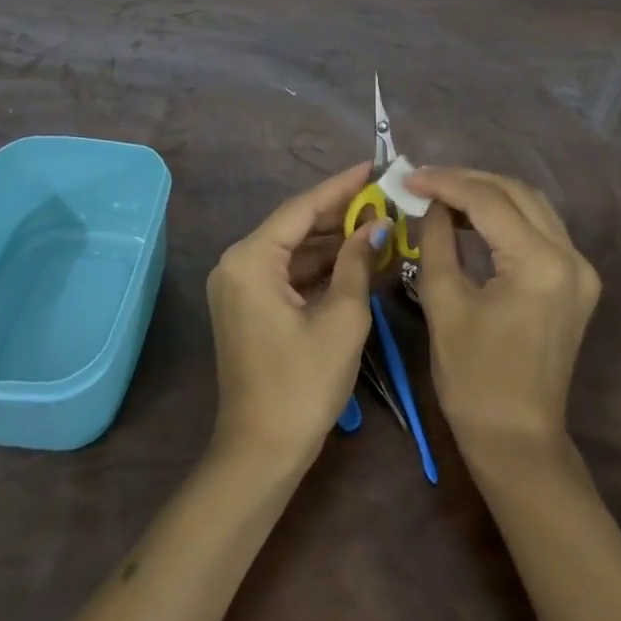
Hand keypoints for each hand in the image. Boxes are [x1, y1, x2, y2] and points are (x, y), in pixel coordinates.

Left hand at [207, 163, 387, 468]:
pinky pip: (288, 274)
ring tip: (379, 225)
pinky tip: (357, 260)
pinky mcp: (248, 306)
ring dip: (333, 242)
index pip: (302, 208)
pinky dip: (320, 268)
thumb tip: (375, 226)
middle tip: (384, 198)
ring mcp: (239, 286)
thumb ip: (357, 263)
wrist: (260, 453)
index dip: (341, 186)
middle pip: (296, 226)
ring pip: (294, 250)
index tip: (373, 166)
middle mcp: (237, 263)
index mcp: (250, 259)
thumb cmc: (302, 384)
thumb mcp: (341, 319)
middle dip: (341, 214)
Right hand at [407, 168, 600, 461]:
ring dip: (487, 194)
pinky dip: (505, 216)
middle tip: (423, 181)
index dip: (444, 182)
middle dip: (466, 181)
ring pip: (531, 205)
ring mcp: (580, 269)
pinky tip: (472, 217)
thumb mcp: (443, 302)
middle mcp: (570, 257)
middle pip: (516, 192)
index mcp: (540, 263)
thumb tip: (430, 203)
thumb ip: (436, 240)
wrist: (517, 439)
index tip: (407, 177)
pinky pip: (540, 229)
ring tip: (443, 194)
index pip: (488, 200)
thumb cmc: (473, 377)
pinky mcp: (576, 281)